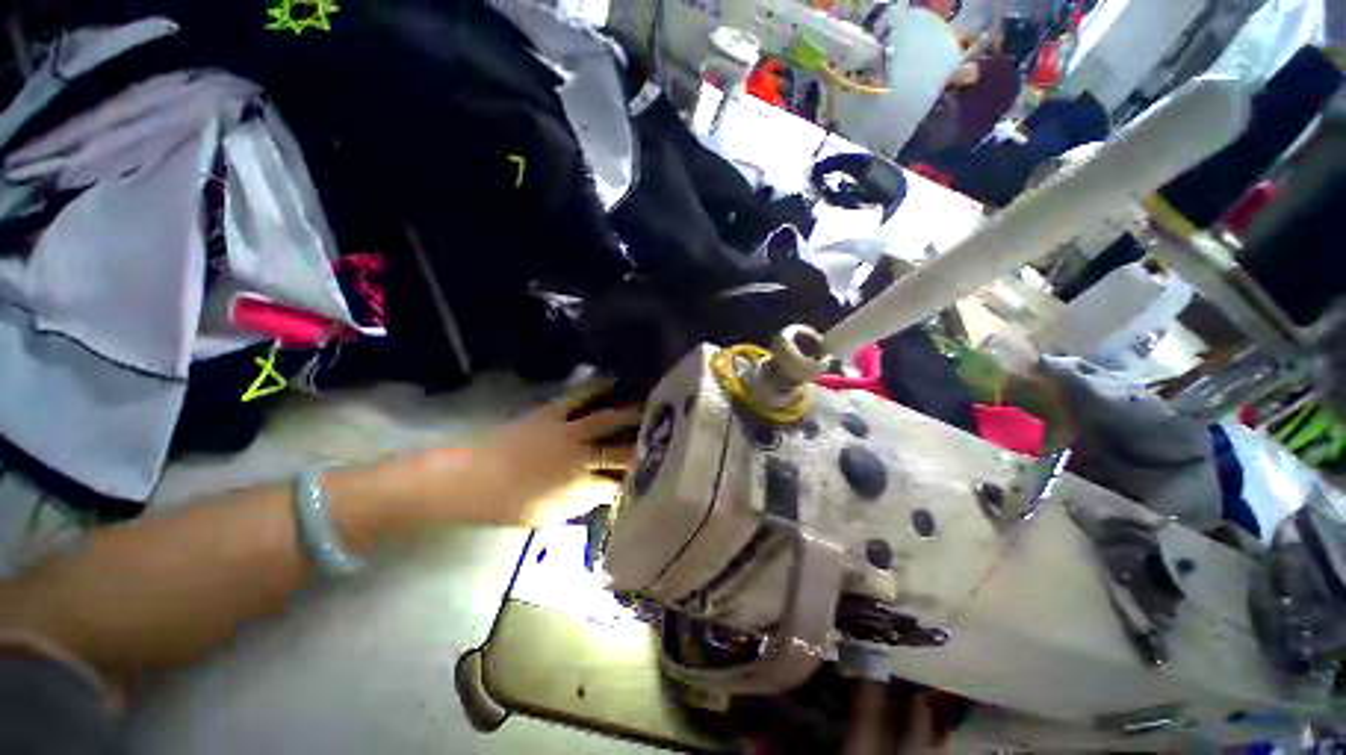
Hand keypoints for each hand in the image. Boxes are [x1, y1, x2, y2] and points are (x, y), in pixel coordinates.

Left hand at [442, 382, 639, 526]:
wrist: (469, 481)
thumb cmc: (507, 505)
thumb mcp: (547, 517)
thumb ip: (580, 505)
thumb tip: (604, 493)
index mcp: (579, 487)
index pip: (619, 483)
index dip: (637, 479)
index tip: (651, 472)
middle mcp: (581, 457)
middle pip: (621, 451)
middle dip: (643, 446)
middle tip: (662, 436)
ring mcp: (568, 432)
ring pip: (608, 420)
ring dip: (631, 414)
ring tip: (649, 407)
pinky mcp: (553, 414)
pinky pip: (580, 398)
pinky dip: (597, 389)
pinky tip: (614, 382)